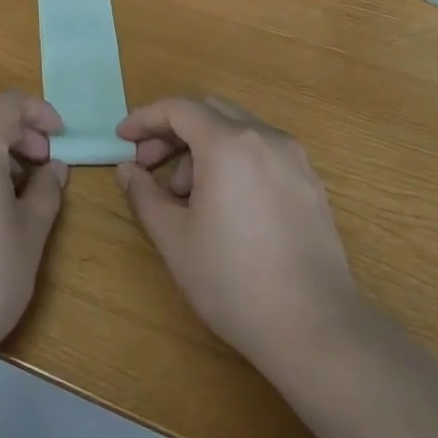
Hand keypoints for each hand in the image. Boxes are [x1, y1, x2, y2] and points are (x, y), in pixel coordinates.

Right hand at [116, 97, 363, 379]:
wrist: (316, 328)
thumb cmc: (233, 279)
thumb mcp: (173, 237)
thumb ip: (144, 194)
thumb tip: (127, 170)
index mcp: (229, 144)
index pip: (178, 109)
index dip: (144, 118)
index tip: (122, 138)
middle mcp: (265, 138)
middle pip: (209, 111)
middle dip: (172, 130)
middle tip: (147, 163)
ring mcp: (294, 160)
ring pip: (237, 130)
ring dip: (202, 146)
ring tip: (184, 194)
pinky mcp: (310, 184)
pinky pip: (261, 152)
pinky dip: (231, 160)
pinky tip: (221, 203)